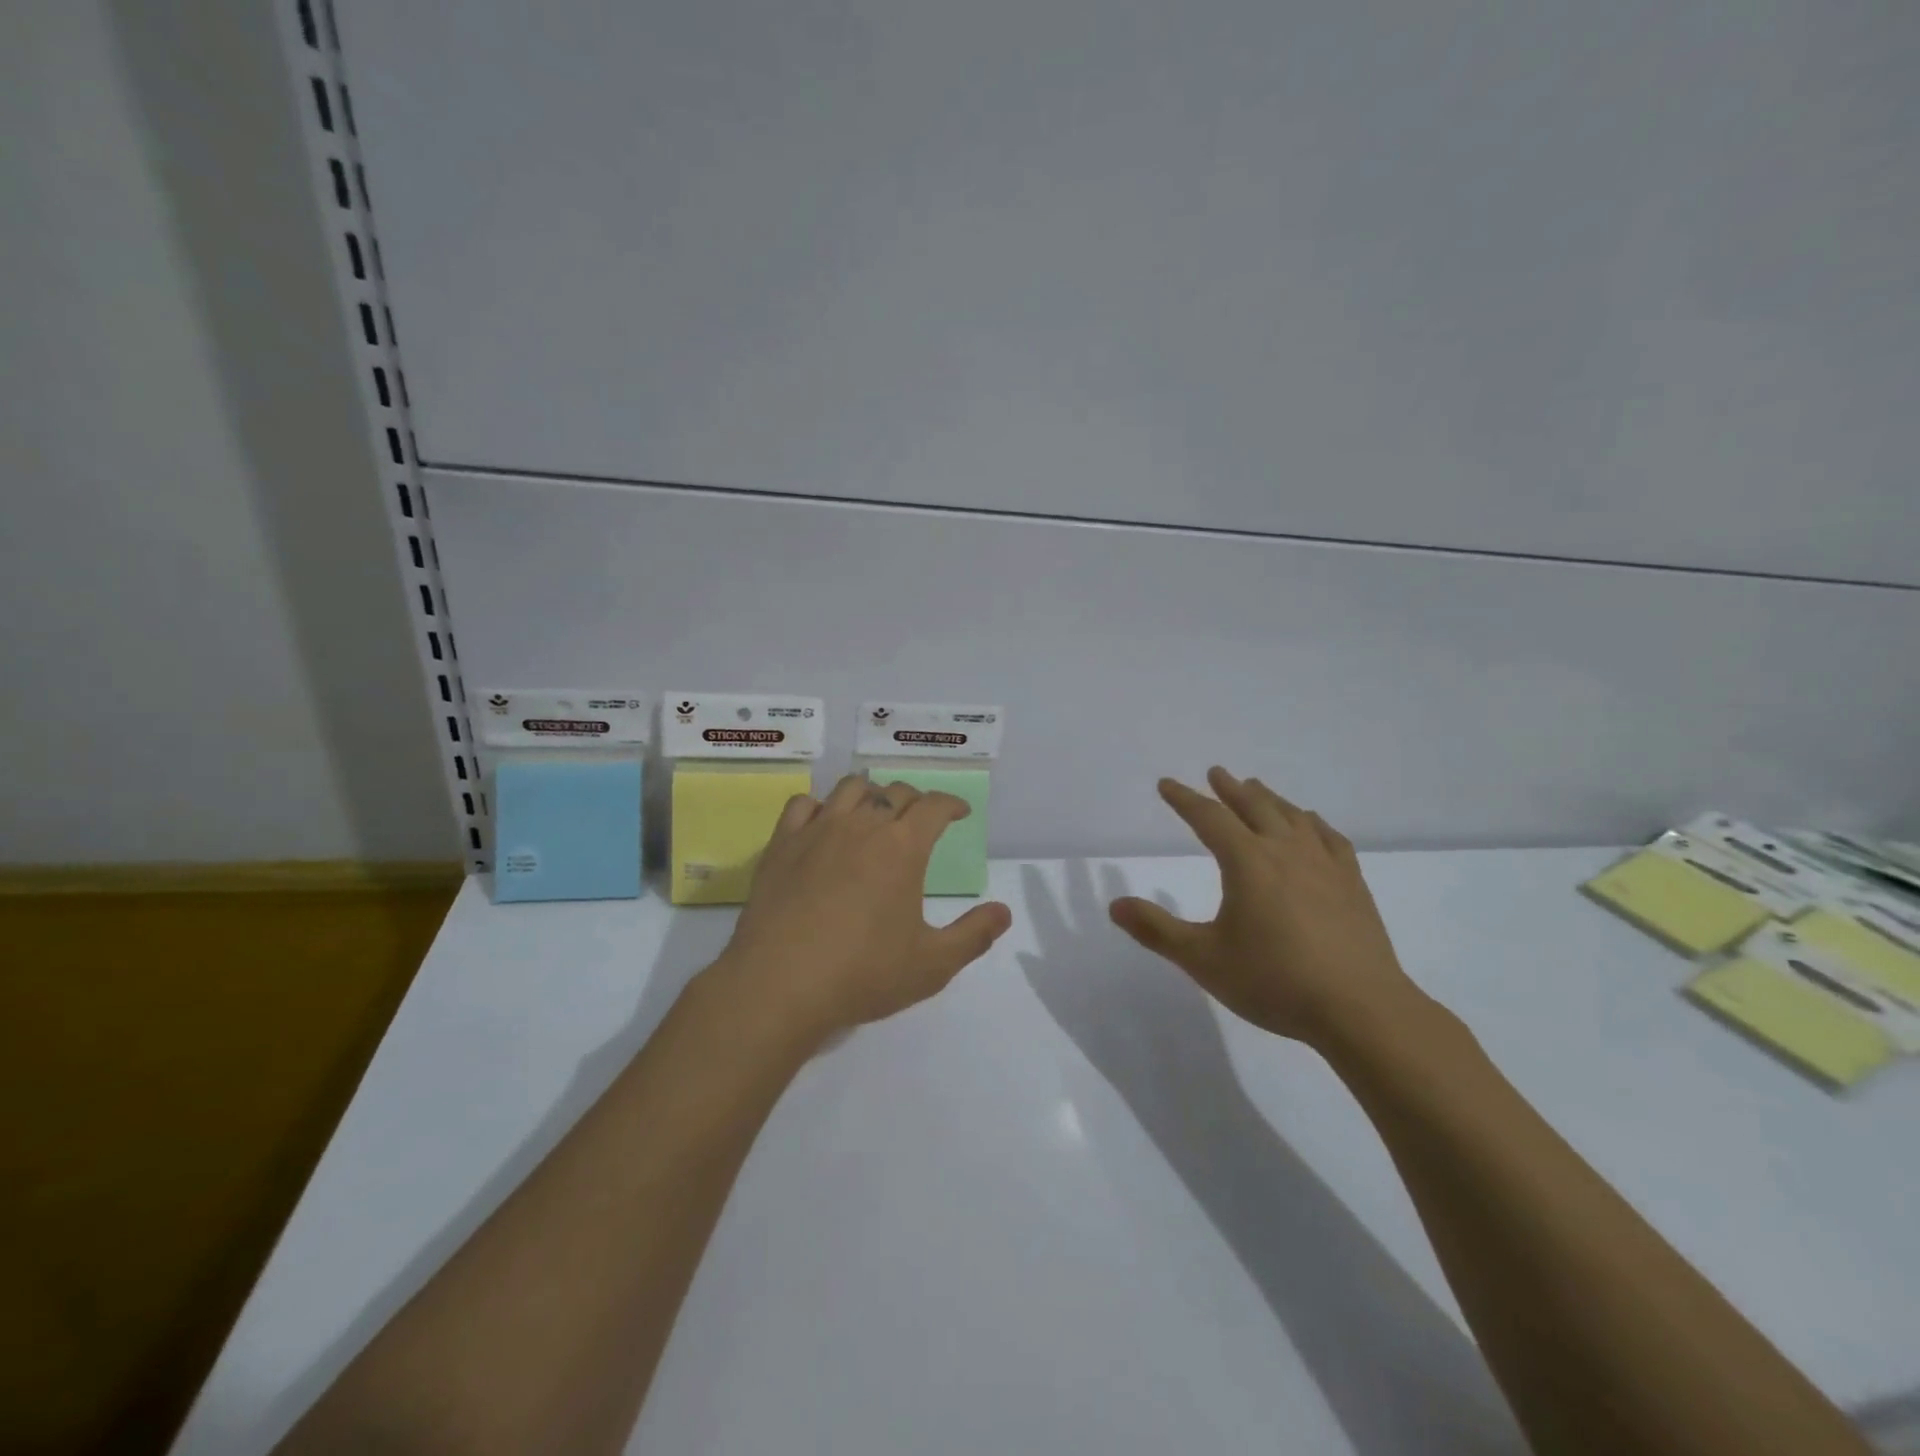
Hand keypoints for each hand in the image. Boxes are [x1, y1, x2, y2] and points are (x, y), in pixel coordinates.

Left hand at [715, 774, 1013, 1041]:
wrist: (779, 985)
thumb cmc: (862, 973)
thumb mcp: (932, 965)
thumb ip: (973, 935)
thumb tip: (1004, 912)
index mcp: (902, 847)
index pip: (934, 806)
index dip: (951, 804)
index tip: (960, 812)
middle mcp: (862, 826)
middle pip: (895, 793)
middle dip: (915, 800)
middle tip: (920, 819)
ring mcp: (817, 830)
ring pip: (850, 789)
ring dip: (871, 793)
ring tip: (875, 812)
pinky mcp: (782, 844)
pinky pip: (803, 805)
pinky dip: (820, 806)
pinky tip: (823, 823)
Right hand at [1109, 767, 1421, 1046]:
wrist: (1360, 1009)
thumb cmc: (1274, 981)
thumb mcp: (1203, 959)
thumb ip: (1156, 930)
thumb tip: (1114, 905)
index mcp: (1247, 861)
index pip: (1208, 818)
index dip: (1184, 799)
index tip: (1167, 785)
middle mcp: (1285, 851)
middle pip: (1254, 807)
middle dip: (1230, 789)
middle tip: (1216, 773)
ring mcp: (1324, 864)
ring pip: (1292, 816)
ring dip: (1270, 799)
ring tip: (1257, 789)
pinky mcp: (1353, 883)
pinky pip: (1329, 838)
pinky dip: (1313, 823)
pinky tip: (1311, 825)